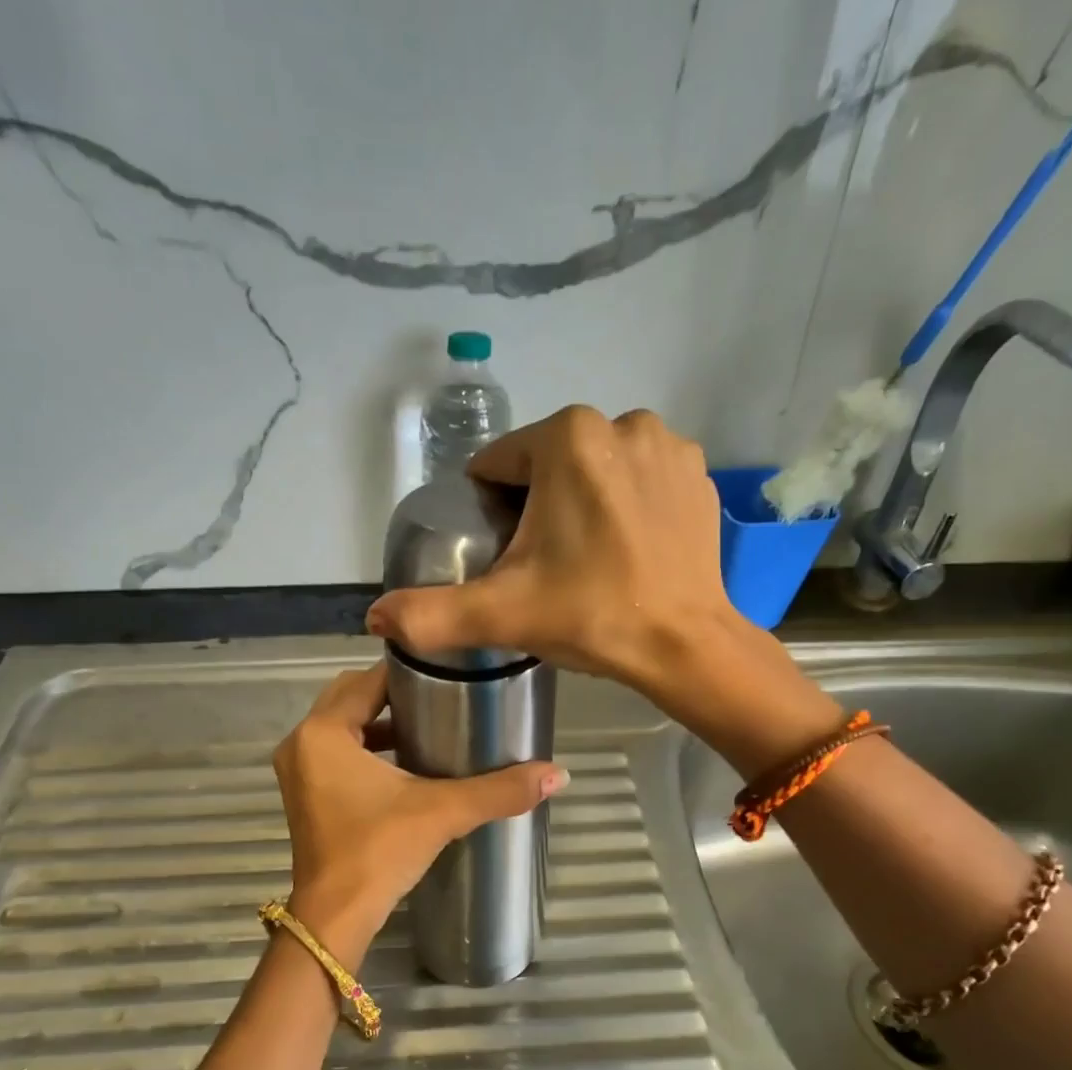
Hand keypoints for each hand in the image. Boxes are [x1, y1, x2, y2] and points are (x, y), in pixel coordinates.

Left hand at [273, 665, 566, 952]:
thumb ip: (499, 790)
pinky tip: (405, 763)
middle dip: (393, 694)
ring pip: (342, 725)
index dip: (408, 672)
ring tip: (430, 724)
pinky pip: (336, 751)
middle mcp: (302, 742)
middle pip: (351, 698)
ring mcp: (298, 770)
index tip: (448, 673)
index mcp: (323, 732)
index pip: (368, 681)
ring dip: (379, 722)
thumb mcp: (442, 812)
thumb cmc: (379, 852)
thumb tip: (559, 774)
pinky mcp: (305, 794)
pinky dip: (366, 748)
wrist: (336, 917)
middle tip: (443, 695)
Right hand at [365, 406, 746, 701]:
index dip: (492, 511)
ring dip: (583, 503)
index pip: (501, 465)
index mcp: (566, 438)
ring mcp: (667, 446)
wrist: (684, 645)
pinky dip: (627, 505)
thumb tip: (375, 618)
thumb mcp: (502, 614)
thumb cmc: (592, 616)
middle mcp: (621, 422)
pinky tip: (628, 549)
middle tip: (545, 567)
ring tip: (588, 560)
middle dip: (538, 507)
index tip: (505, 555)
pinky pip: (640, 480)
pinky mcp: (697, 476)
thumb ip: (431, 614)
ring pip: (596, 470)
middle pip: (550, 465)